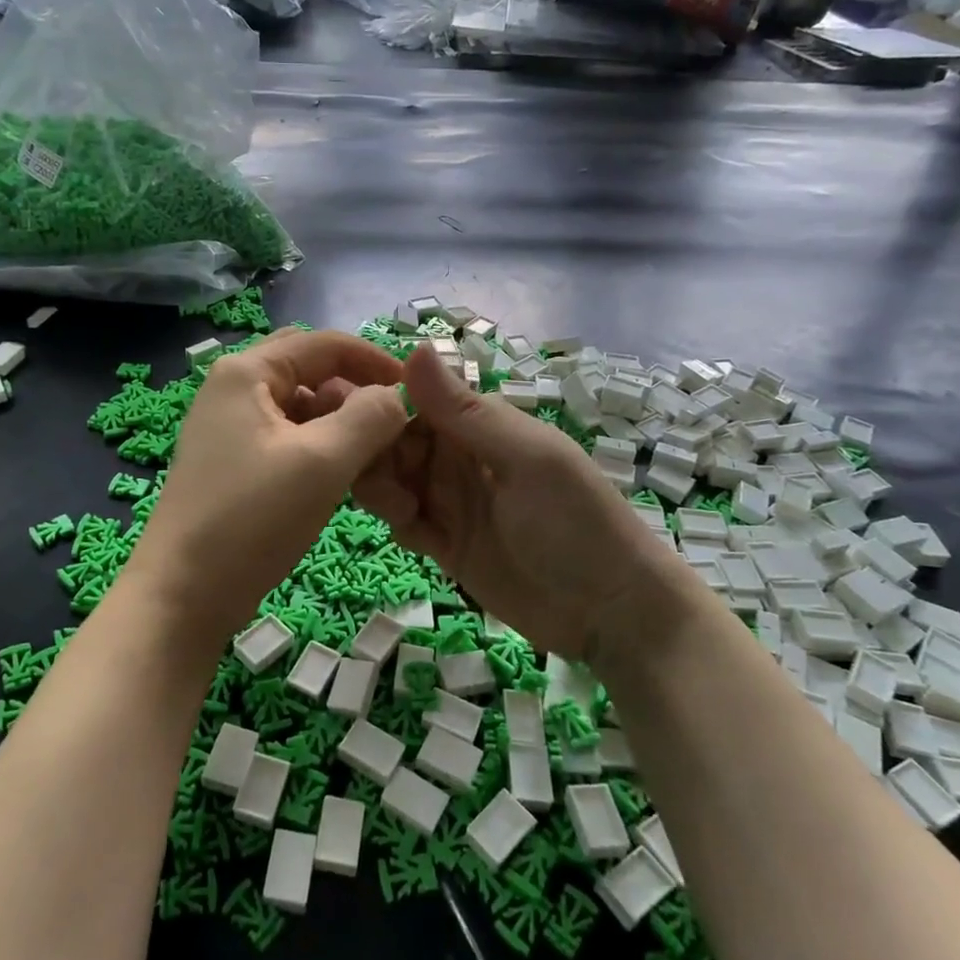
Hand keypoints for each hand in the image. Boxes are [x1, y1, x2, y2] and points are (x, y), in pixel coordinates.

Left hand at [126, 329, 408, 643]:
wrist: (182, 596)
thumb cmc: (252, 519)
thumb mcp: (322, 462)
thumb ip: (370, 417)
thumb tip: (397, 396)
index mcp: (246, 371)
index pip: (324, 344)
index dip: (375, 360)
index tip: (416, 392)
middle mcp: (233, 387)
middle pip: (310, 370)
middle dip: (355, 390)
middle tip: (391, 423)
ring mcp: (229, 426)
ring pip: (300, 406)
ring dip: (339, 421)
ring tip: (372, 456)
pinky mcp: (233, 461)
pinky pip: (287, 437)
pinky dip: (319, 446)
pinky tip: (341, 475)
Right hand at [353, 346, 697, 661]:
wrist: (612, 613)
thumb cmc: (575, 521)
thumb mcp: (526, 458)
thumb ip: (466, 411)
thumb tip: (416, 346)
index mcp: (479, 424)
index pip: (414, 400)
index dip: (380, 405)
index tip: (347, 415)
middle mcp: (459, 457)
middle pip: (396, 441)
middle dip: (374, 450)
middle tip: (365, 473)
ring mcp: (452, 502)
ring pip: (394, 480)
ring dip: (381, 487)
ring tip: (397, 508)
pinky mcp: (447, 545)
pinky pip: (406, 522)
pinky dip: (397, 520)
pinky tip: (409, 530)